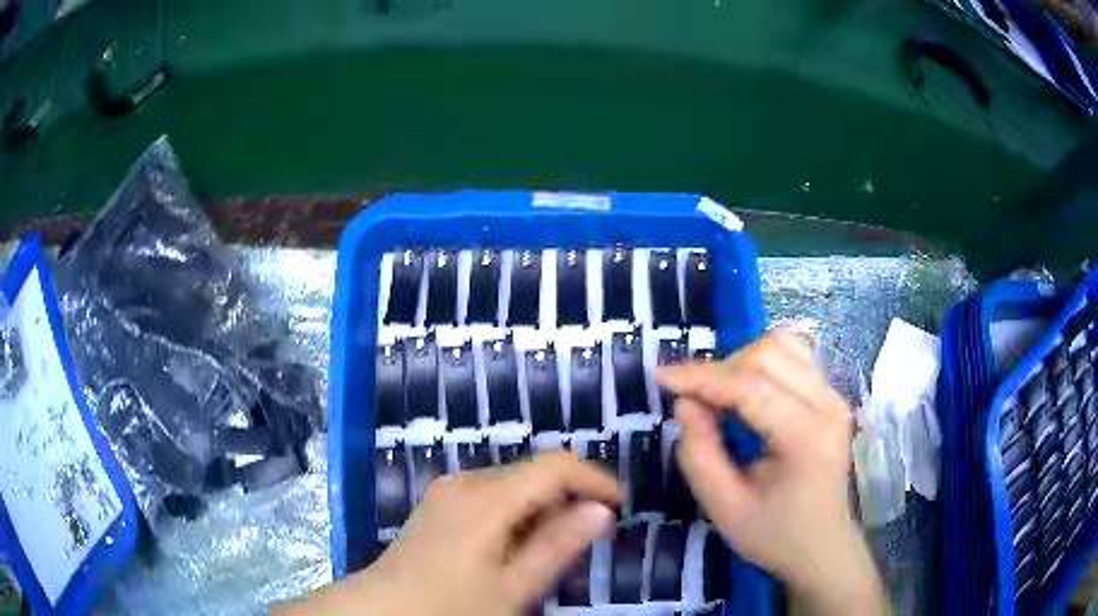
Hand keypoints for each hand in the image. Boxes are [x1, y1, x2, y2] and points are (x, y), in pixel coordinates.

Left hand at [275, 452, 620, 615]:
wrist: (384, 608)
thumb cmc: (451, 605)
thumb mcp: (513, 587)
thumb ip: (558, 546)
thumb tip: (602, 510)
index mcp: (487, 498)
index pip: (555, 466)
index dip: (595, 480)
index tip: (621, 507)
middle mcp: (467, 481)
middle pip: (535, 473)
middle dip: (571, 498)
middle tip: (592, 539)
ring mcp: (450, 490)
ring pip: (515, 484)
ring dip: (545, 509)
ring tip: (558, 550)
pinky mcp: (442, 502)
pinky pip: (493, 495)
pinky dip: (519, 514)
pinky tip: (519, 547)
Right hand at [658, 331, 885, 615]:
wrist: (821, 546)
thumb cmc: (774, 535)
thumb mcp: (725, 510)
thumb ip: (699, 456)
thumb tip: (685, 404)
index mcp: (807, 437)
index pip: (751, 386)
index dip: (702, 377)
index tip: (661, 377)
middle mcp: (827, 404)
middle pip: (768, 354)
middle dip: (720, 370)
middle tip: (692, 401)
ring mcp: (833, 396)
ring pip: (783, 345)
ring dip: (741, 361)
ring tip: (719, 396)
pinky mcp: (831, 395)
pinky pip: (795, 355)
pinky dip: (762, 362)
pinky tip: (747, 390)